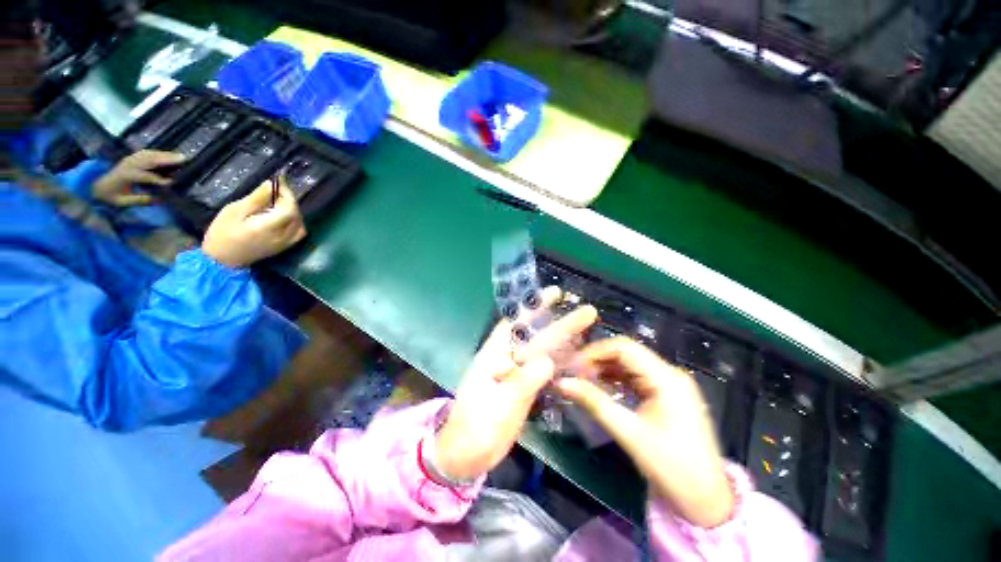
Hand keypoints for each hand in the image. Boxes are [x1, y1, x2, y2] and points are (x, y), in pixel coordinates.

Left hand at [92, 150, 186, 206]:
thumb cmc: (111, 196)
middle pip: (149, 160)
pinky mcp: (131, 158)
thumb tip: (160, 199)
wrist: (98, 185)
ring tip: (179, 156)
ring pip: (149, 154)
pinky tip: (167, 154)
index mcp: (125, 175)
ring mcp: (129, 159)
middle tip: (183, 160)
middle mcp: (128, 164)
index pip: (145, 176)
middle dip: (165, 159)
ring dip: (164, 154)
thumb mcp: (123, 202)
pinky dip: (158, 153)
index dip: (158, 179)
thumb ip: (140, 200)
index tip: (172, 183)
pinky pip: (146, 153)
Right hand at [201, 176, 305, 268]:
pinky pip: (298, 232)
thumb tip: (271, 185)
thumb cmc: (222, 233)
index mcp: (269, 227)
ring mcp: (286, 244)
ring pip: (300, 224)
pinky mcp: (285, 247)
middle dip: (289, 201)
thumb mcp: (234, 211)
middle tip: (275, 191)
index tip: (279, 181)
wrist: (222, 260)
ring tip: (277, 203)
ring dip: (293, 211)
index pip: (289, 209)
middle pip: (296, 215)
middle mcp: (282, 237)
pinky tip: (281, 215)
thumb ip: (256, 199)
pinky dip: (295, 221)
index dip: (287, 194)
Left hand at [434, 290, 597, 481]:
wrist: (468, 454)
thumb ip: (523, 382)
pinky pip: (546, 371)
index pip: (517, 323)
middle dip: (561, 323)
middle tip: (587, 312)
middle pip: (537, 336)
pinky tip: (578, 360)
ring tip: (589, 332)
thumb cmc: (477, 426)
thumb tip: (548, 361)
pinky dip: (562, 364)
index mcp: (495, 354)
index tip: (555, 294)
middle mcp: (508, 358)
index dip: (535, 306)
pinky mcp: (525, 388)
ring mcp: (518, 373)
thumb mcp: (498, 404)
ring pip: (545, 352)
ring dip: (565, 342)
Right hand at [556, 337, 733, 527]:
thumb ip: (594, 403)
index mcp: (666, 378)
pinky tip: (601, 386)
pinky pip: (636, 377)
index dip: (595, 351)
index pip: (624, 348)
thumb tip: (562, 383)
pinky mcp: (666, 394)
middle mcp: (670, 373)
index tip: (572, 365)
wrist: (706, 500)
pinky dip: (616, 379)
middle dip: (598, 359)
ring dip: (605, 368)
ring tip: (582, 378)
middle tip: (574, 372)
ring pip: (630, 364)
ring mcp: (670, 383)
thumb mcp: (629, 433)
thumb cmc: (671, 467)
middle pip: (627, 353)